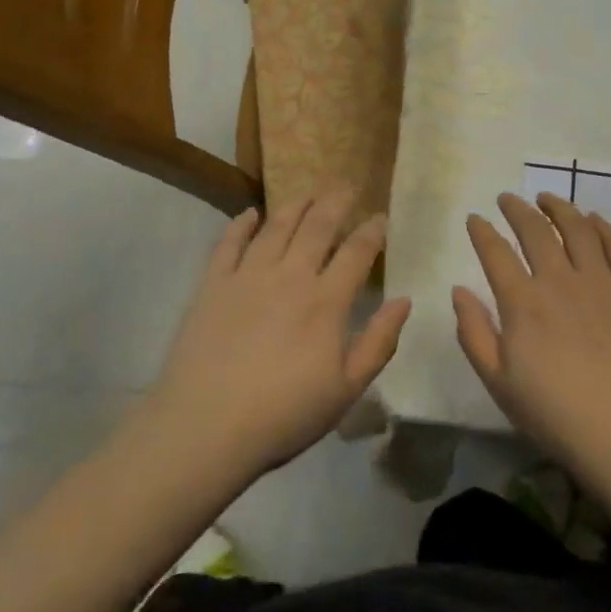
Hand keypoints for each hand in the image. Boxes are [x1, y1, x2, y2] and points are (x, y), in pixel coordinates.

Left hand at [147, 189, 410, 480]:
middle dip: (336, 201)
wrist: (206, 427)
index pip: (357, 252)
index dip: (372, 230)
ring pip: (277, 226)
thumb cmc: (284, 415)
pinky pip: (229, 242)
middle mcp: (290, 276)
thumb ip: (379, 342)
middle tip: (347, 184)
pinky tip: (250, 213)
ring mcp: (248, 276)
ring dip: (296, 204)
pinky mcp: (213, 284)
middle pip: (318, 226)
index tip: (381, 216)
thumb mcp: (346, 390)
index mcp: (326, 301)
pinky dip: (241, 223)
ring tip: (308, 190)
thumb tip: (404, 300)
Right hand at [454, 193, 610, 492]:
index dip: (481, 231)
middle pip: (536, 230)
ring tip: (547, 198)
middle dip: (517, 209)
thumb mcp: (499, 384)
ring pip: (577, 229)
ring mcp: (601, 283)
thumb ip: (474, 333)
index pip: (495, 252)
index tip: (474, 218)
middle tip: (507, 198)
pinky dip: (602, 227)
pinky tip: (594, 220)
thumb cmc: (557, 416)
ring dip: (559, 208)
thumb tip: (459, 291)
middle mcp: (559, 280)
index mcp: (523, 303)